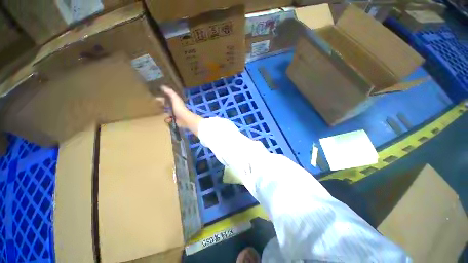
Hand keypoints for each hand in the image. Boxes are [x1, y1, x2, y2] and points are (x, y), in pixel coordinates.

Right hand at [159, 85, 202, 134]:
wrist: (185, 119)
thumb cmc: (180, 108)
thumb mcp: (175, 98)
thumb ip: (170, 92)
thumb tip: (162, 86)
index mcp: (175, 101)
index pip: (167, 98)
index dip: (161, 97)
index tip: (154, 97)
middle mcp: (175, 107)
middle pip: (166, 105)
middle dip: (161, 105)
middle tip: (154, 105)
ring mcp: (175, 114)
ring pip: (167, 112)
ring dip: (164, 112)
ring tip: (158, 112)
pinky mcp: (174, 120)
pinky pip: (168, 119)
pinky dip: (167, 119)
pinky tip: (166, 119)